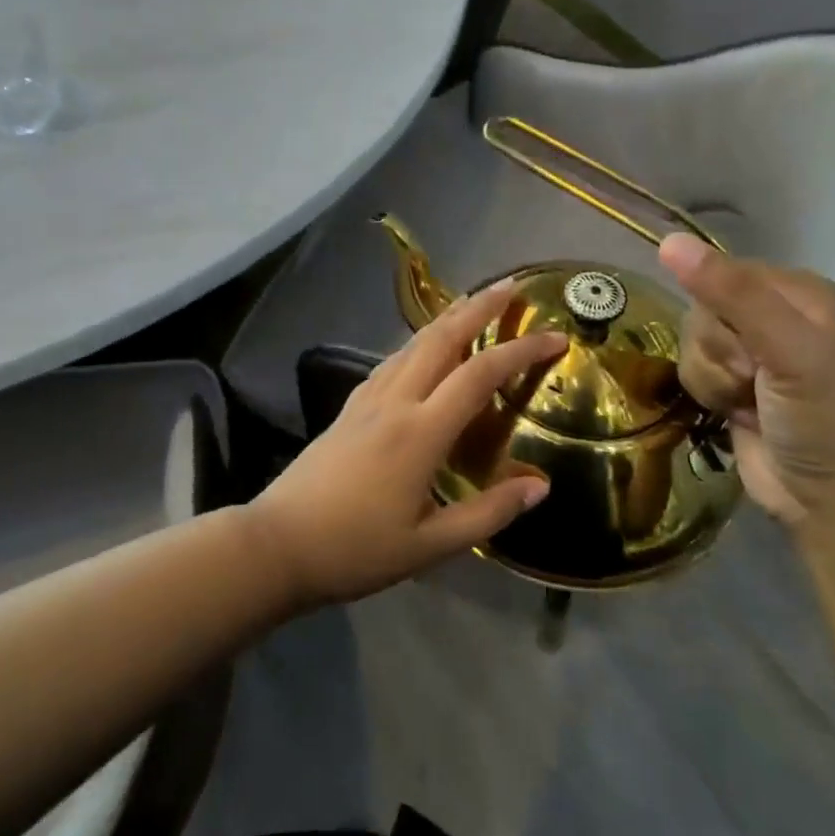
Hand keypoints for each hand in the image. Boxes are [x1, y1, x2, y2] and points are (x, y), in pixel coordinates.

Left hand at [247, 281, 565, 607]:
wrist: (278, 544)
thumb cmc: (356, 549)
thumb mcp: (430, 545)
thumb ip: (488, 513)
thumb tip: (540, 486)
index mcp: (420, 431)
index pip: (480, 374)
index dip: (521, 350)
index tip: (556, 337)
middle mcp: (395, 401)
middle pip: (441, 337)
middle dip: (478, 307)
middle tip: (511, 286)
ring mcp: (367, 399)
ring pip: (413, 343)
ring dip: (447, 318)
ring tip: (474, 304)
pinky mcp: (349, 407)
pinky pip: (392, 360)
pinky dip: (419, 342)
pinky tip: (424, 349)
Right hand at [659, 234, 834, 531]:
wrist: (832, 504)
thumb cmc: (825, 421)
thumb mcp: (788, 351)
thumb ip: (732, 294)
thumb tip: (669, 242)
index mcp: (799, 291)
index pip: (722, 272)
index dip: (721, 311)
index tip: (751, 349)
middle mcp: (774, 313)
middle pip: (701, 307)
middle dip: (717, 349)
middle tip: (754, 379)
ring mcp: (752, 351)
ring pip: (691, 339)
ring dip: (710, 376)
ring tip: (746, 401)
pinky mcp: (732, 382)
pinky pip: (690, 366)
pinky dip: (706, 391)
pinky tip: (735, 412)